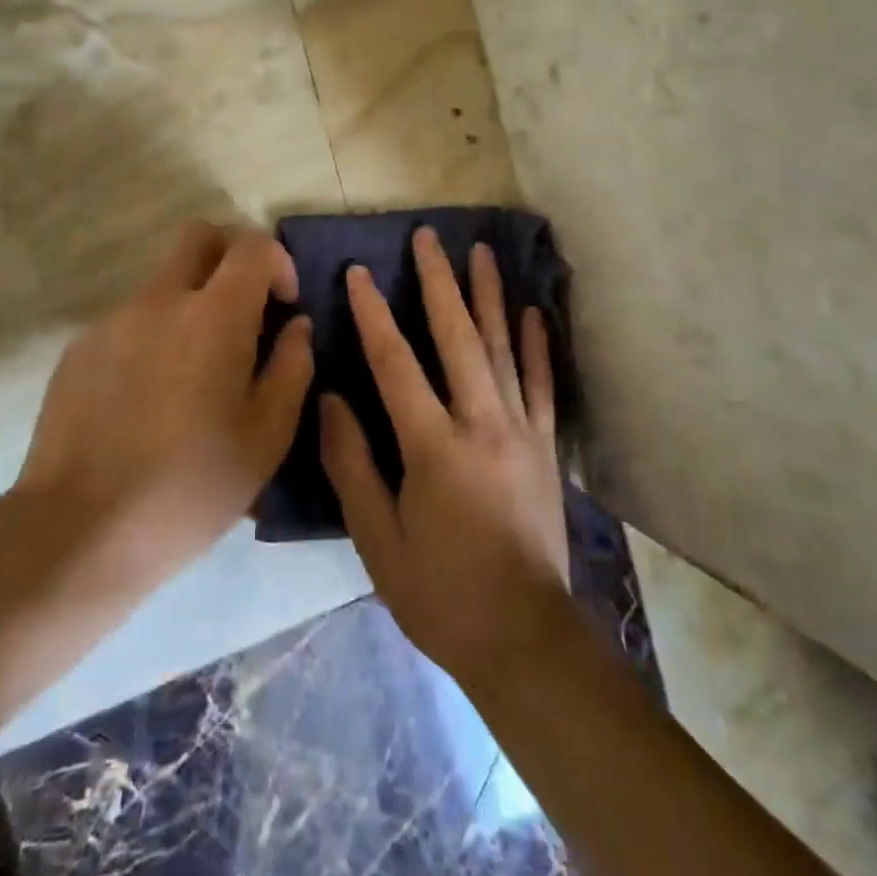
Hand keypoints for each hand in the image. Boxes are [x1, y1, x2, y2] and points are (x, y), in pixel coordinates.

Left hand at [16, 220, 313, 589]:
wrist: (79, 531)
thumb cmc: (191, 486)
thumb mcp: (267, 436)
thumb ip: (292, 366)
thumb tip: (295, 326)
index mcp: (215, 315)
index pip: (252, 245)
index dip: (277, 262)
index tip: (283, 306)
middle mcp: (161, 300)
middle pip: (198, 235)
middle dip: (229, 256)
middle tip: (242, 310)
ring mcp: (113, 321)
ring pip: (162, 282)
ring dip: (189, 303)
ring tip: (193, 375)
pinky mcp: (79, 348)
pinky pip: (129, 321)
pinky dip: (152, 336)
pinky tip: (148, 399)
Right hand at [320, 226, 570, 688]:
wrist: (525, 639)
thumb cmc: (441, 594)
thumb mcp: (378, 542)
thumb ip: (352, 465)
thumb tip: (331, 399)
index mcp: (434, 447)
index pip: (396, 364)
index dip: (373, 314)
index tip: (359, 272)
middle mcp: (481, 423)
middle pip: (457, 337)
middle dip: (439, 282)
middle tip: (428, 236)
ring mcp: (521, 430)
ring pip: (502, 347)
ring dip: (489, 295)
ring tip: (481, 251)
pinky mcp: (546, 446)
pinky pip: (540, 383)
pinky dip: (535, 344)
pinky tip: (532, 311)